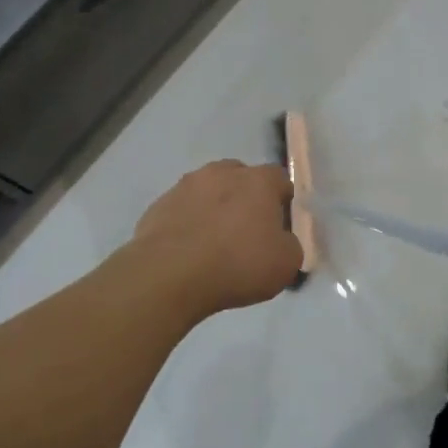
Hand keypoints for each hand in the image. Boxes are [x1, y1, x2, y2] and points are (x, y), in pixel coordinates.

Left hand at [133, 161, 303, 316]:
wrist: (169, 275)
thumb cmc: (237, 264)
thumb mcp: (286, 264)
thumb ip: (289, 244)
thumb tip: (280, 240)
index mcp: (258, 180)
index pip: (280, 179)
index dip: (282, 202)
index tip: (279, 228)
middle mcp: (222, 172)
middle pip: (241, 179)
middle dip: (246, 200)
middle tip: (246, 233)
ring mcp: (186, 186)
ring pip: (208, 192)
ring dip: (214, 209)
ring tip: (213, 244)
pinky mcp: (158, 205)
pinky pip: (182, 210)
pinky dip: (188, 224)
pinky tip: (188, 252)